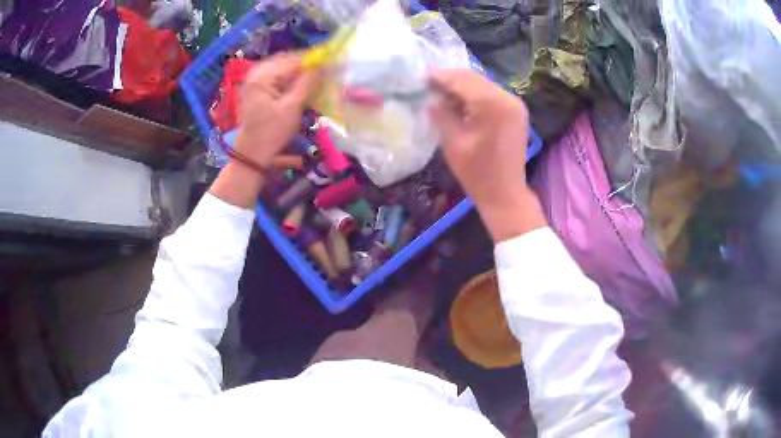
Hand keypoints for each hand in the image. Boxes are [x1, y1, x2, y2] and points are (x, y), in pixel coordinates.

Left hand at [210, 53, 317, 208]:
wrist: (252, 155)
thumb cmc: (271, 133)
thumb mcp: (292, 107)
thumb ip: (308, 83)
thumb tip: (324, 64)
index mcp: (262, 76)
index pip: (293, 59)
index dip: (314, 60)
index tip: (333, 63)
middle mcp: (256, 73)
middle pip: (287, 61)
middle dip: (306, 66)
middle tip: (325, 73)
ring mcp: (255, 81)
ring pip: (283, 69)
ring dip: (300, 73)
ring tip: (316, 81)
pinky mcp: (258, 89)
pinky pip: (278, 77)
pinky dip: (291, 81)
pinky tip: (302, 88)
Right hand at [430, 69, 545, 241]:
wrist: (505, 194)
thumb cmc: (477, 172)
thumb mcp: (452, 141)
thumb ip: (441, 113)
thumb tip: (431, 97)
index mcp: (491, 104)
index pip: (461, 80)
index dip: (439, 76)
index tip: (420, 76)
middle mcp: (506, 97)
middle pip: (473, 78)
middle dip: (450, 79)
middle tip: (428, 83)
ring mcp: (514, 103)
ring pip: (482, 84)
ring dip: (462, 85)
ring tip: (440, 92)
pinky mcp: (516, 111)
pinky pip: (491, 94)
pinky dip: (474, 94)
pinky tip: (460, 102)